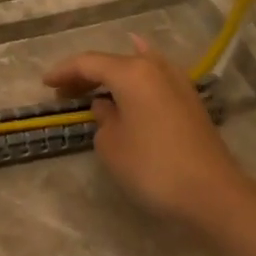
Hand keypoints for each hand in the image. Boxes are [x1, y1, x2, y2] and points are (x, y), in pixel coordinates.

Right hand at [44, 36, 246, 225]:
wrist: (211, 193)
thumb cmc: (152, 167)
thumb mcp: (111, 145)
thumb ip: (102, 119)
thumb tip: (107, 106)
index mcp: (132, 73)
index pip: (88, 63)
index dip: (63, 71)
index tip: (44, 84)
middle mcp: (155, 68)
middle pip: (113, 62)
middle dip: (86, 74)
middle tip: (62, 91)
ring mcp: (178, 83)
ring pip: (136, 67)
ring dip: (112, 76)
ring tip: (91, 82)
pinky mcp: (190, 102)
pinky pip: (154, 78)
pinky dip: (137, 76)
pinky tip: (136, 66)